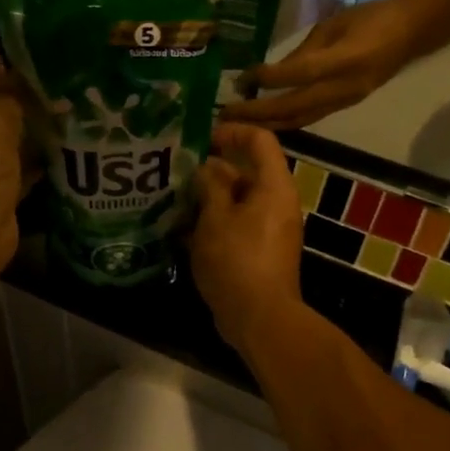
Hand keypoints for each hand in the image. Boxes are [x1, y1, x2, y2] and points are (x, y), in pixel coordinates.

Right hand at [190, 124, 306, 353]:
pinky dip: (214, 223)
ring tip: (173, 200)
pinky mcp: (260, 252)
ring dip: (208, 199)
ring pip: (237, 202)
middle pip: (246, 172)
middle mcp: (276, 203)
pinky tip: (182, 231)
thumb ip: (210, 186)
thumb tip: (206, 168)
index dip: (232, 132)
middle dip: (211, 171)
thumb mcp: (215, 218)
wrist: (260, 318)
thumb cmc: (238, 261)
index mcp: (273, 187)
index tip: (201, 139)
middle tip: (176, 173)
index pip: (260, 141)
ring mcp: (270, 229)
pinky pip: (236, 226)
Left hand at [222, 0, 433, 128]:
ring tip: (239, 123)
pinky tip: (265, 121)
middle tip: (226, 115)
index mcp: (345, 59)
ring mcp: (346, 100)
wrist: (414, 32)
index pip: (298, 74)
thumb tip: (272, 72)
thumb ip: (303, 50)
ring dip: (268, 123)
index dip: (268, 78)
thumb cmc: (372, 17)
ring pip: (301, 119)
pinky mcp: (346, 105)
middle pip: (294, 107)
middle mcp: (344, 87)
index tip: (241, 79)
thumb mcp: (333, 24)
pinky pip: (310, 118)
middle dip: (258, 113)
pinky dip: (285, 121)